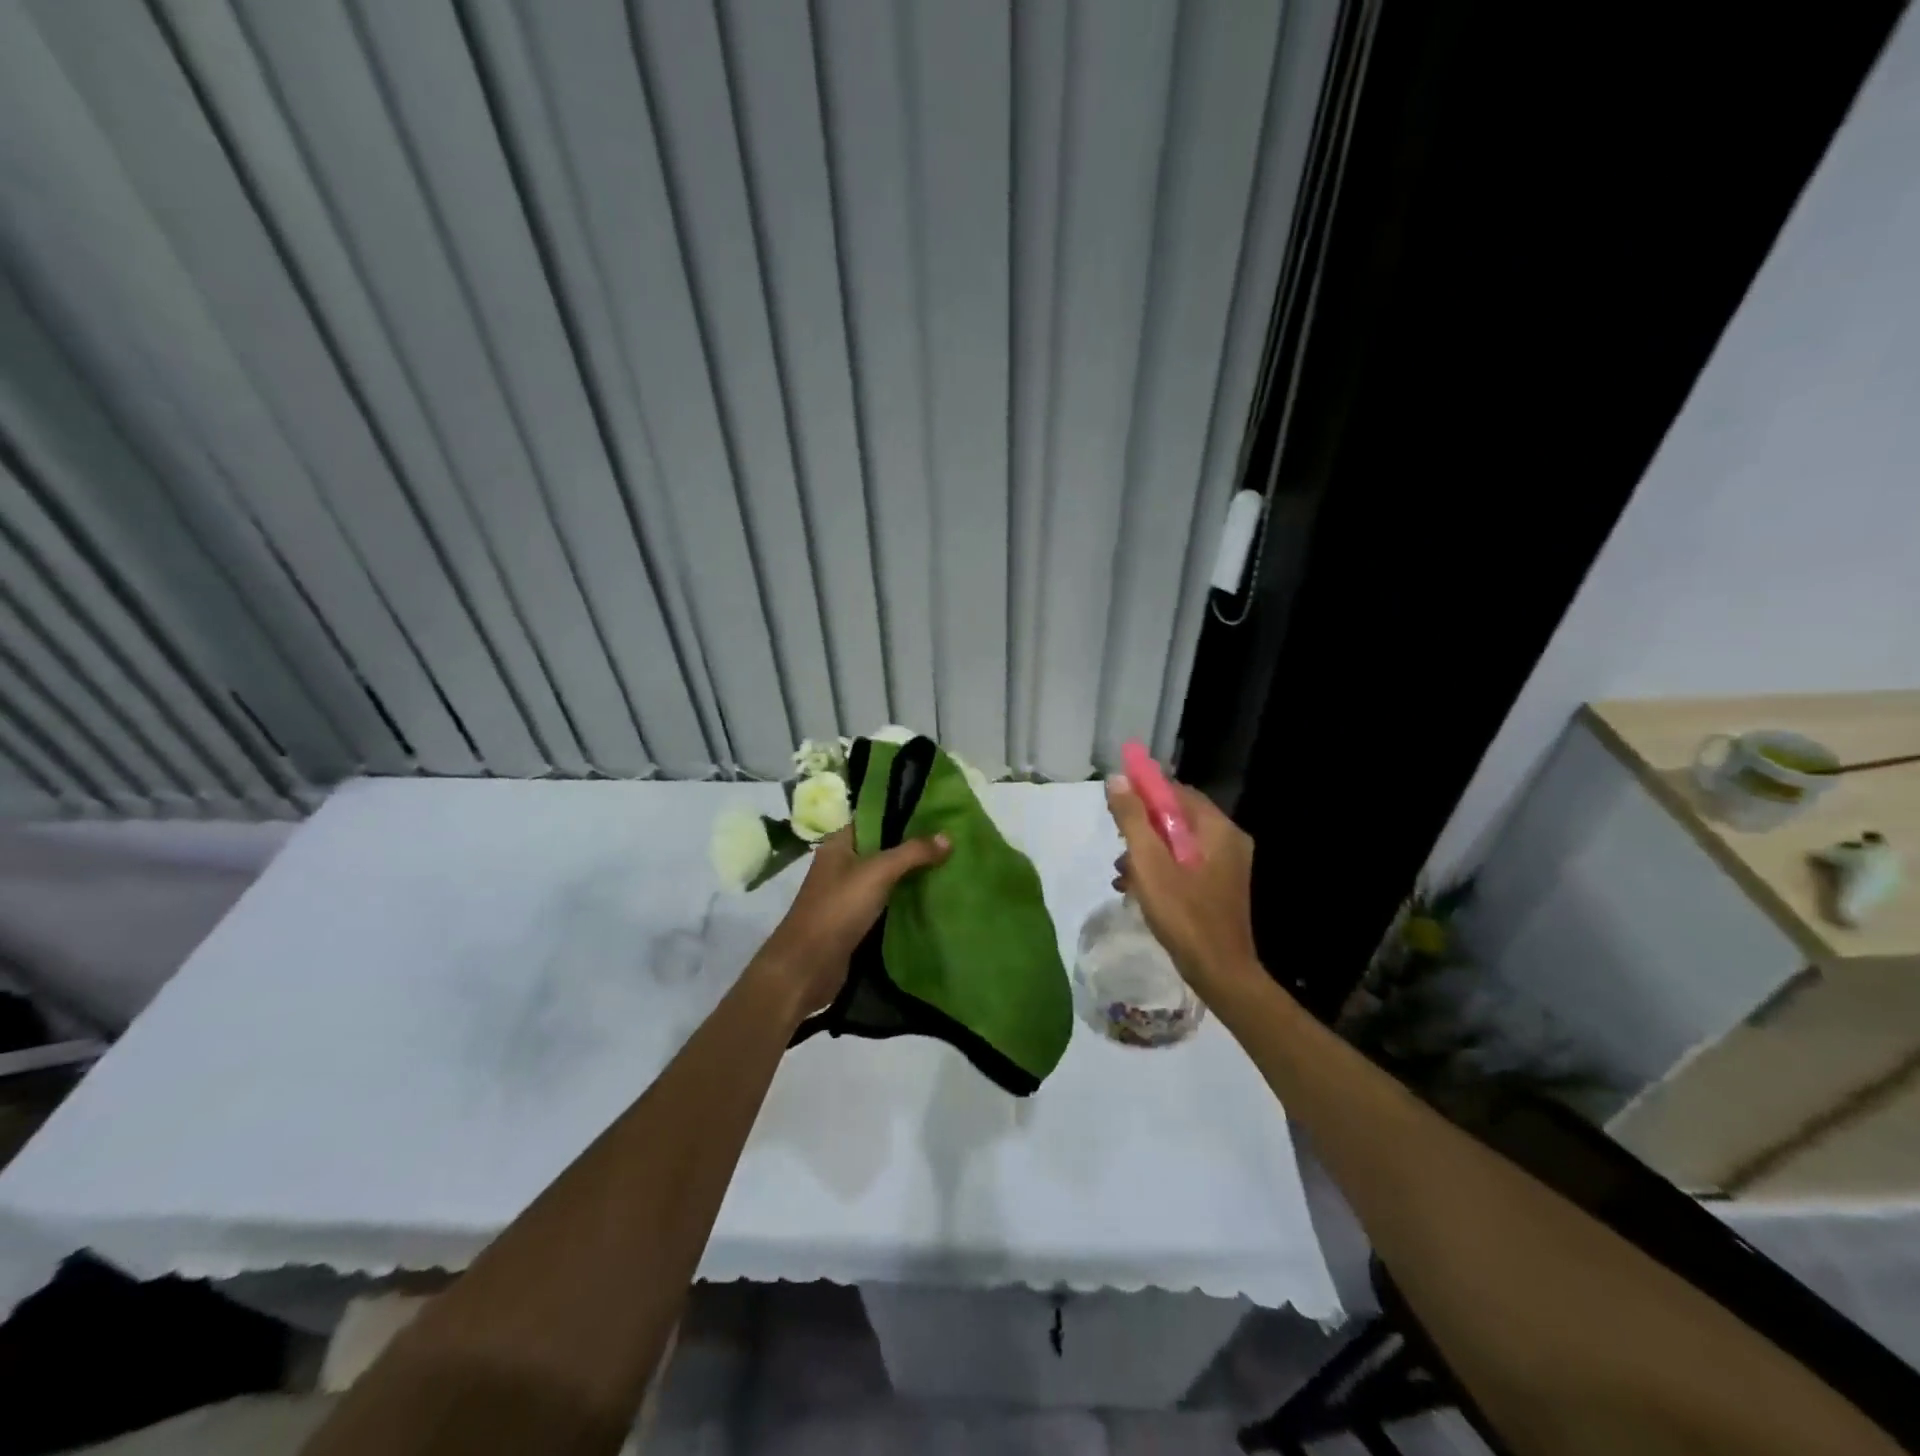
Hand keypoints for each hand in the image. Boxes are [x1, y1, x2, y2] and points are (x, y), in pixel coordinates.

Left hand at [754, 826, 950, 1019]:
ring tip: (948, 869)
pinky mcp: (853, 922)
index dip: (903, 817)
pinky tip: (930, 901)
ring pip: (884, 880)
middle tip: (950, 845)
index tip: (937, 817)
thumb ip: (912, 853)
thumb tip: (948, 837)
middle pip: (882, 850)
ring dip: (910, 878)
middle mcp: (841, 866)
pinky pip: (884, 905)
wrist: (807, 967)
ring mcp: (846, 896)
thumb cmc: (838, 909)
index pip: (874, 820)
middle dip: (912, 850)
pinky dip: (903, 903)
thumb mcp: (878, 873)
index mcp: (838, 845)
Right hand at [1106, 775, 1261, 1003]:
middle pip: (1176, 817)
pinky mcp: (1218, 887)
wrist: (1219, 972)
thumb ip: (1133, 819)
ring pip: (1177, 843)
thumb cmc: (1183, 914)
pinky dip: (1160, 869)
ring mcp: (1226, 866)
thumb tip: (1118, 779)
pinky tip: (1135, 888)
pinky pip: (1184, 864)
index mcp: (1217, 829)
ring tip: (1120, 873)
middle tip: (1116, 844)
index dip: (1144, 792)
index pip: (1177, 792)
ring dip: (1146, 852)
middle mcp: (1227, 840)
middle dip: (1141, 827)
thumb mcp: (1149, 863)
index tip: (1115, 804)